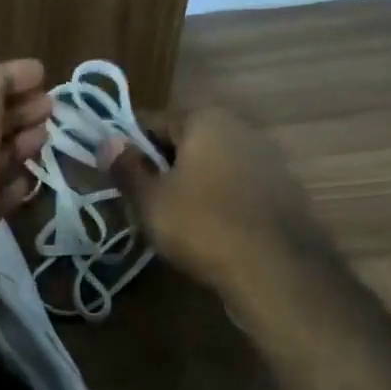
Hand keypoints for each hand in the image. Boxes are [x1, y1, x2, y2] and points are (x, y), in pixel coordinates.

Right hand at [101, 108, 322, 299]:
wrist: (277, 270)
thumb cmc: (203, 225)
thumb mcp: (150, 200)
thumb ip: (126, 168)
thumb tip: (107, 142)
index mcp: (206, 119)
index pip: (153, 121)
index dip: (130, 147)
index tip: (118, 175)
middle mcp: (240, 128)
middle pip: (186, 141)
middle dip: (162, 166)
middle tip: (142, 200)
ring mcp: (268, 159)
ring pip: (213, 165)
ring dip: (191, 184)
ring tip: (173, 219)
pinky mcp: (284, 191)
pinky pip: (237, 187)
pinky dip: (219, 201)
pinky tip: (209, 230)